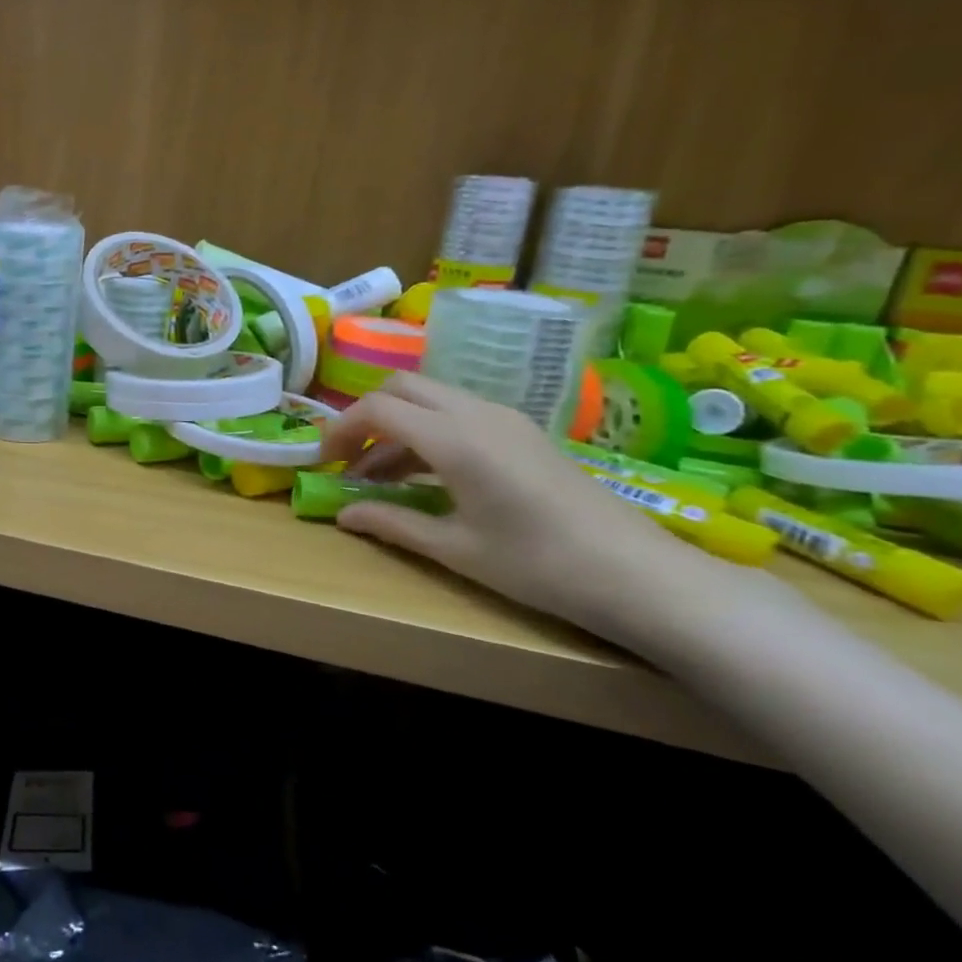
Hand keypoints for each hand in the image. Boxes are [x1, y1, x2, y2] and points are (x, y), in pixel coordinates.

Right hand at [318, 373, 721, 635]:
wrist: (638, 575)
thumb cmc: (538, 564)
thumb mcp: (455, 548)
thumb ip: (392, 523)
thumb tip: (342, 515)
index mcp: (454, 439)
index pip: (378, 409)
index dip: (341, 430)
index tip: (323, 462)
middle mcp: (477, 413)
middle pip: (402, 387)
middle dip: (365, 416)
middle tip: (348, 459)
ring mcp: (505, 419)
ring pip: (431, 398)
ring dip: (396, 426)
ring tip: (381, 477)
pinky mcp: (522, 432)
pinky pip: (458, 414)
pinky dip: (427, 432)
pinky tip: (427, 476)